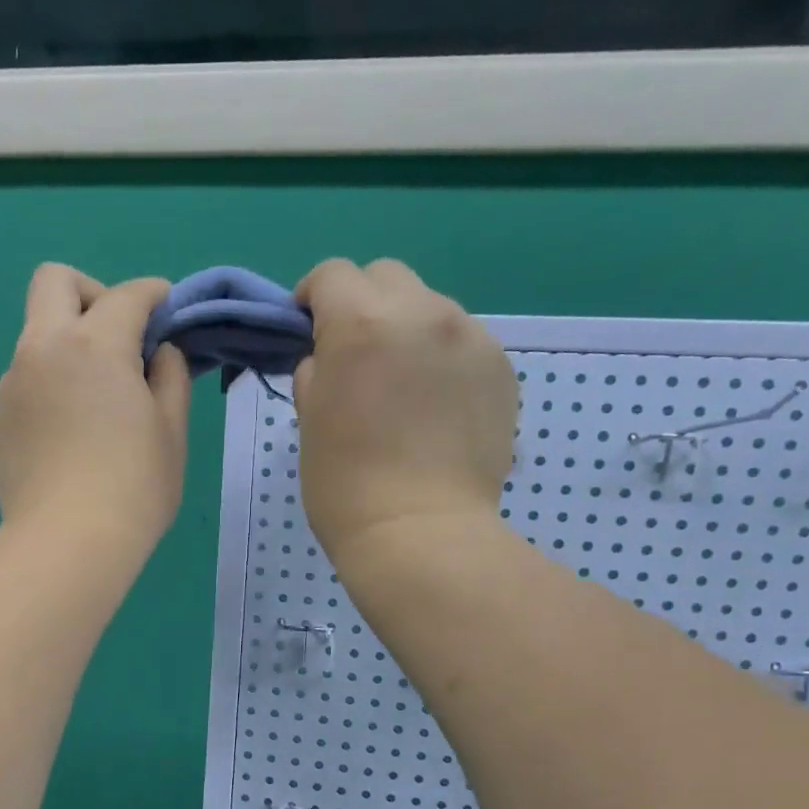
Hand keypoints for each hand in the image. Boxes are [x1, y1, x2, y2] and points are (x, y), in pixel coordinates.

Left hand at [0, 264, 189, 559]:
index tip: (169, 312)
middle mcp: (43, 348)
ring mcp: (13, 383)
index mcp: (93, 344)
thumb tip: (157, 352)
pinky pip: (28, 376)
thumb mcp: (172, 430)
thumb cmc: (133, 487)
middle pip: (55, 281)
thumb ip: (169, 375)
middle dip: (93, 293)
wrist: (65, 543)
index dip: (155, 295)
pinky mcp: (0, 417)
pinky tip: (73, 428)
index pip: (127, 295)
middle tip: (120, 338)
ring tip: (100, 396)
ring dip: (70, 341)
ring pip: (38, 332)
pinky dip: (53, 379)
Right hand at [293, 258, 518, 566]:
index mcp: (361, 323)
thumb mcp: (309, 422)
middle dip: (363, 302)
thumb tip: (328, 359)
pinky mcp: (501, 367)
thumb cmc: (346, 485)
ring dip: (407, 329)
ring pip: (430, 306)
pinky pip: (463, 341)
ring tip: (402, 384)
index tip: (307, 328)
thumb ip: (316, 372)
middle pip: (386, 276)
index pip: (332, 274)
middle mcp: (422, 312)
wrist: (422, 534)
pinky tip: (436, 406)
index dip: (313, 296)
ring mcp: (470, 337)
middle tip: (355, 353)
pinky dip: (442, 358)